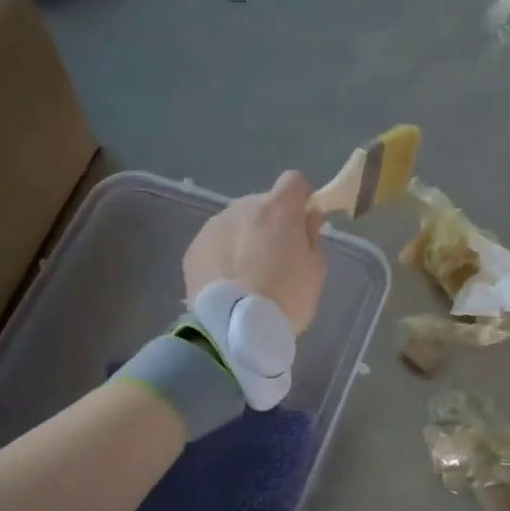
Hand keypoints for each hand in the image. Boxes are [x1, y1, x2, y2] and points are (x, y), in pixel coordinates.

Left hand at [184, 171, 327, 333]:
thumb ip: (312, 235)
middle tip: (276, 258)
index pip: (294, 180)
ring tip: (249, 275)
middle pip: (262, 204)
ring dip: (245, 238)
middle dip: (271, 223)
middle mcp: (242, 208)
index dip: (301, 198)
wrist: (234, 329)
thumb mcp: (315, 270)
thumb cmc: (286, 299)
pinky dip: (224, 255)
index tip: (303, 221)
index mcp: (278, 209)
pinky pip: (216, 243)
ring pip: (236, 223)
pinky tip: (229, 283)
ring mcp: (213, 226)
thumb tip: (306, 217)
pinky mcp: (193, 249)